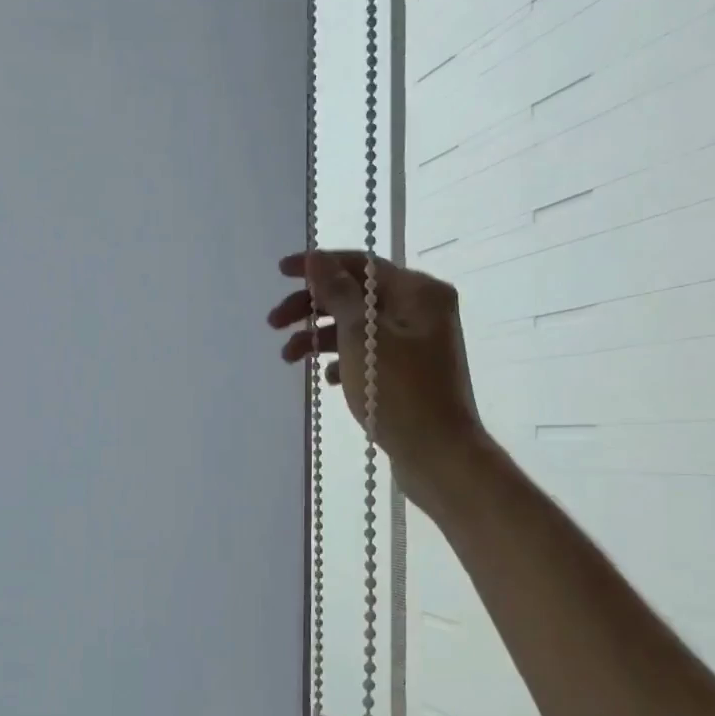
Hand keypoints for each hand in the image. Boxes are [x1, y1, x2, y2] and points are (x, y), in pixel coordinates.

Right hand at [268, 250, 483, 503]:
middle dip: (312, 307)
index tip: (280, 272)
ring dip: (320, 337)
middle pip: (356, 295)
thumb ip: (338, 293)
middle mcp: (421, 311)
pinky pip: (368, 354)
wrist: (440, 458)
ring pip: (358, 327)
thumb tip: (318, 257)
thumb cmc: (401, 393)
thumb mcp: (361, 338)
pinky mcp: (409, 374)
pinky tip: (328, 380)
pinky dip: (343, 361)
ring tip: (288, 357)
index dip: (318, 265)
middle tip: (274, 323)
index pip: (360, 264)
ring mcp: (417, 344)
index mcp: (418, 292)